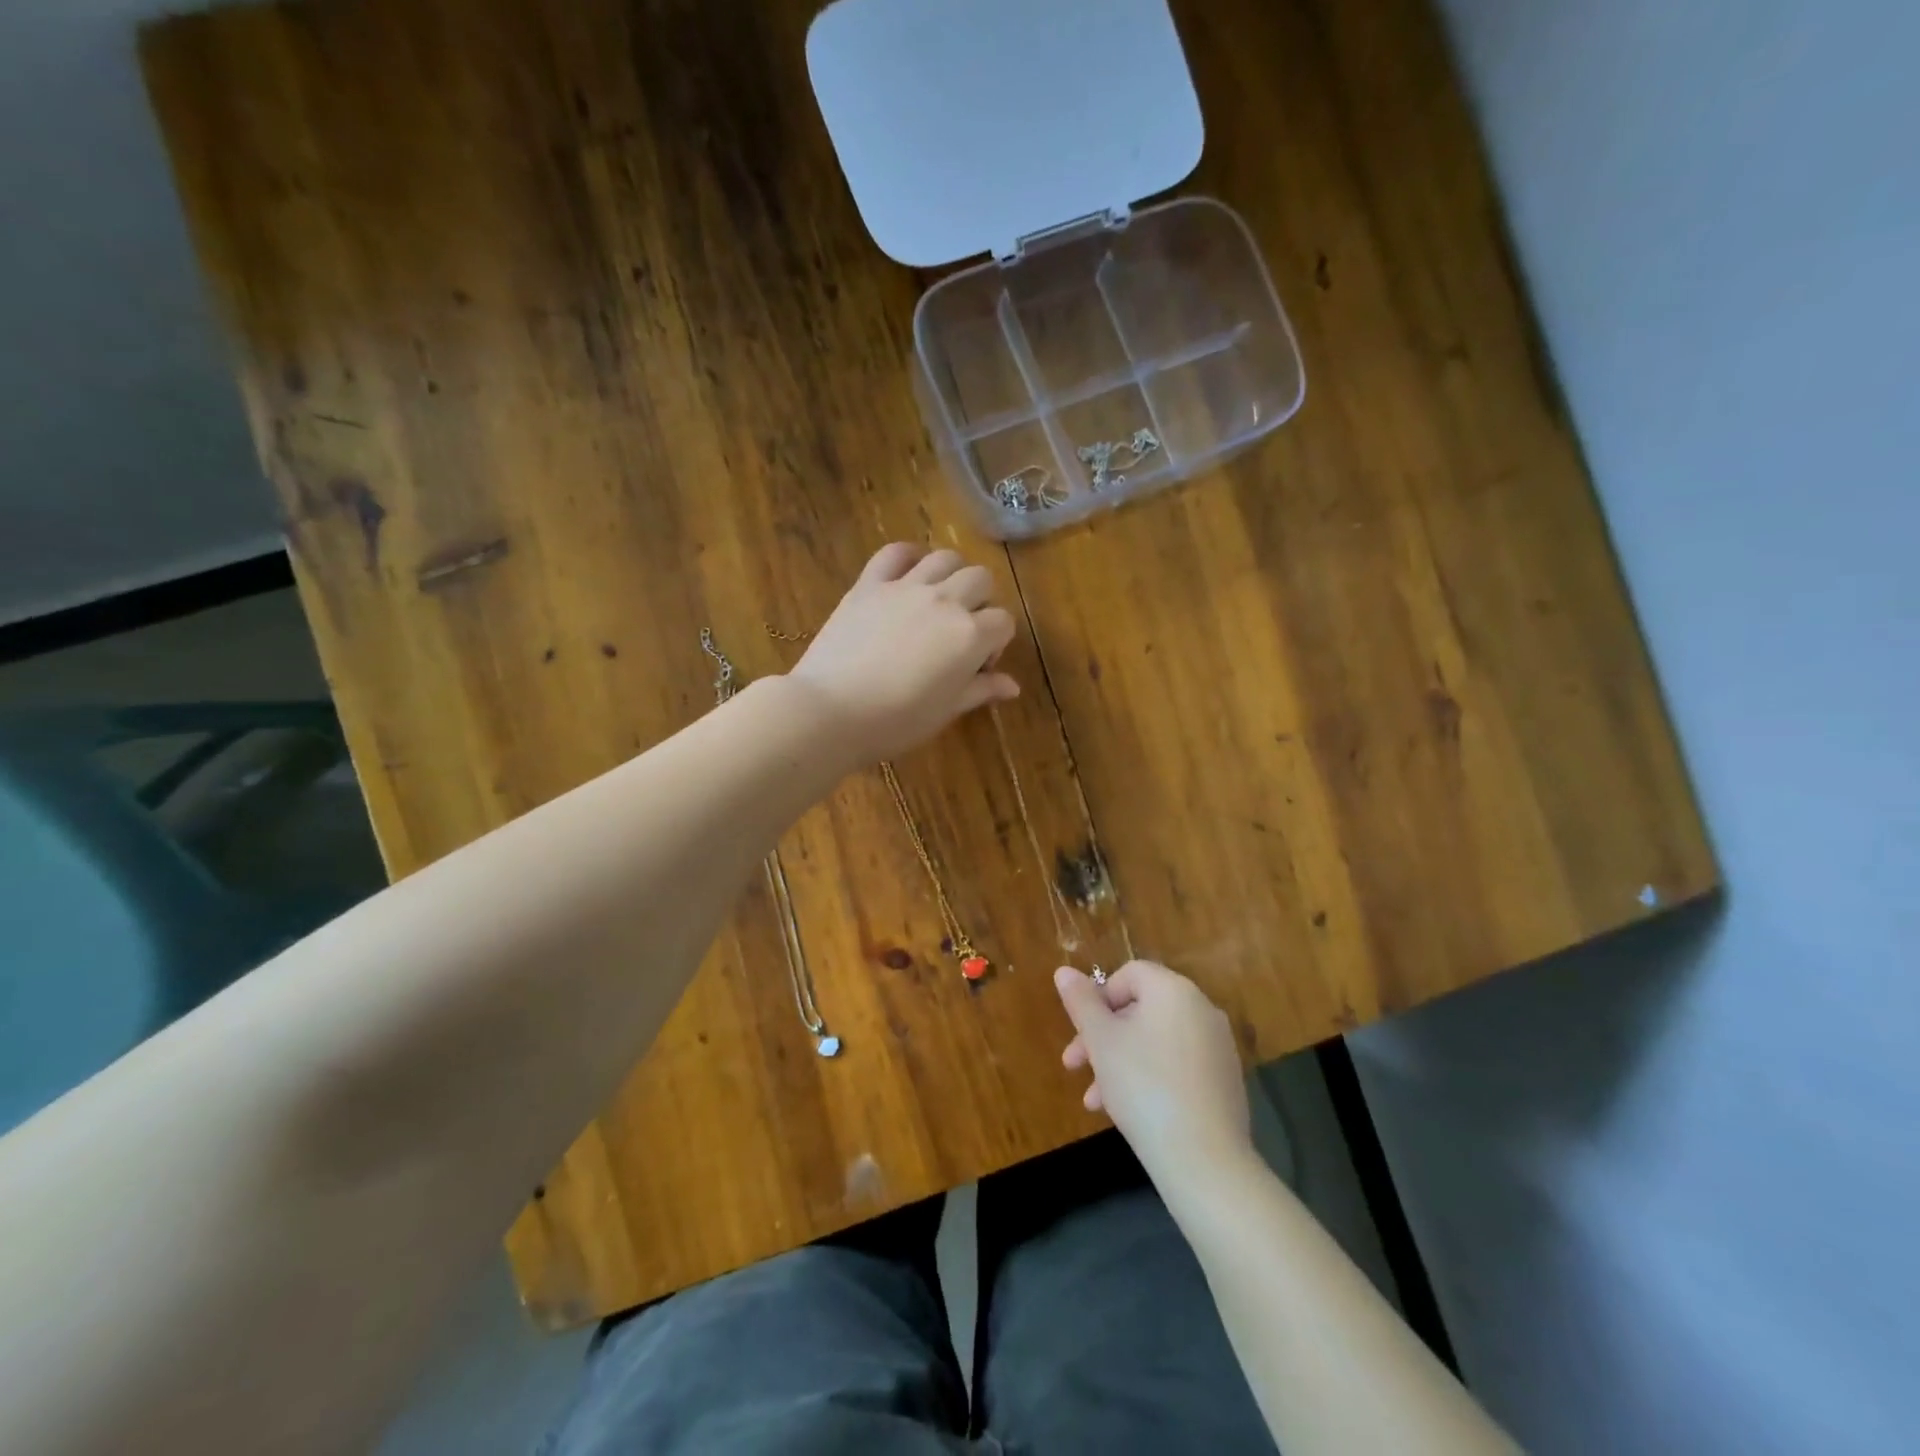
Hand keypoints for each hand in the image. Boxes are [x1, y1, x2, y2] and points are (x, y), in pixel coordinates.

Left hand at [787, 543, 1018, 762]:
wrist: (831, 711)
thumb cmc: (895, 722)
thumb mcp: (945, 711)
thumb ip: (980, 690)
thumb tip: (1012, 686)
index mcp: (970, 635)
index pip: (1003, 622)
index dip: (996, 643)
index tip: (978, 666)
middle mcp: (945, 601)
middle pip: (980, 579)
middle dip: (981, 602)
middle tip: (961, 631)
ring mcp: (905, 587)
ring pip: (945, 558)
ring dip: (952, 574)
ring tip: (939, 599)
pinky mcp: (869, 584)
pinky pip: (895, 552)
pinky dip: (908, 556)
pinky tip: (908, 572)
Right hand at [1056, 960, 1252, 1181]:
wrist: (1204, 1159)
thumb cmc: (1143, 1086)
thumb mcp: (1101, 1041)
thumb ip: (1081, 1002)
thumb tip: (1063, 971)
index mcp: (1174, 990)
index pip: (1130, 974)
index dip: (1098, 997)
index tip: (1081, 1031)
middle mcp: (1202, 1010)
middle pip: (1141, 1009)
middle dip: (1102, 1036)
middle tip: (1074, 1066)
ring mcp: (1217, 1047)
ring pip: (1155, 1042)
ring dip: (1119, 1062)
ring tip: (1094, 1101)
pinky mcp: (1224, 1081)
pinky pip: (1177, 1065)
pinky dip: (1149, 1077)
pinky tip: (1128, 1111)